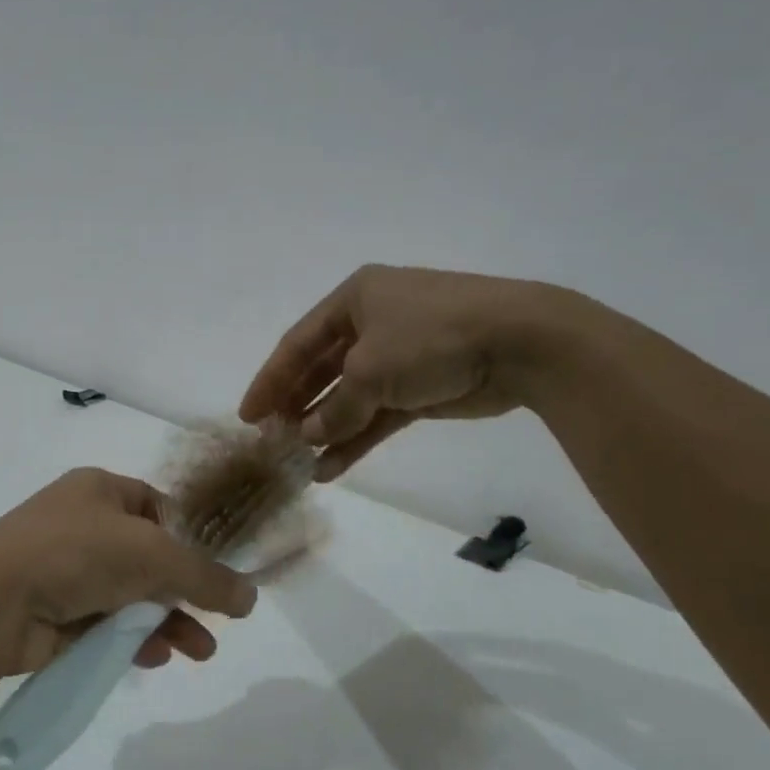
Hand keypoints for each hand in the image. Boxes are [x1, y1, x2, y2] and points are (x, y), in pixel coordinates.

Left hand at [0, 469, 257, 683]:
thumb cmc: (77, 554)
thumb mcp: (153, 555)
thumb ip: (205, 576)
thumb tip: (250, 597)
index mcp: (100, 490)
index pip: (158, 507)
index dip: (190, 538)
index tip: (216, 571)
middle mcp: (81, 524)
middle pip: (148, 557)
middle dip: (184, 592)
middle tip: (216, 621)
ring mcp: (64, 569)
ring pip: (129, 594)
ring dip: (165, 621)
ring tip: (199, 653)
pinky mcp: (53, 612)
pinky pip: (103, 623)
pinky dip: (130, 638)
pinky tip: (155, 658)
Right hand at [239, 265, 577, 480]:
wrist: (521, 343)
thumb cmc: (431, 337)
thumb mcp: (370, 370)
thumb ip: (336, 408)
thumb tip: (311, 435)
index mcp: (355, 300)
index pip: (298, 343)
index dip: (270, 380)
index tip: (248, 415)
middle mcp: (373, 324)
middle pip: (321, 371)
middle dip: (296, 407)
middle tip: (271, 441)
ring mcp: (399, 357)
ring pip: (349, 398)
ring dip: (325, 430)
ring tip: (298, 463)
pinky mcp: (422, 388)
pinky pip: (377, 416)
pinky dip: (356, 440)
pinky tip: (331, 468)